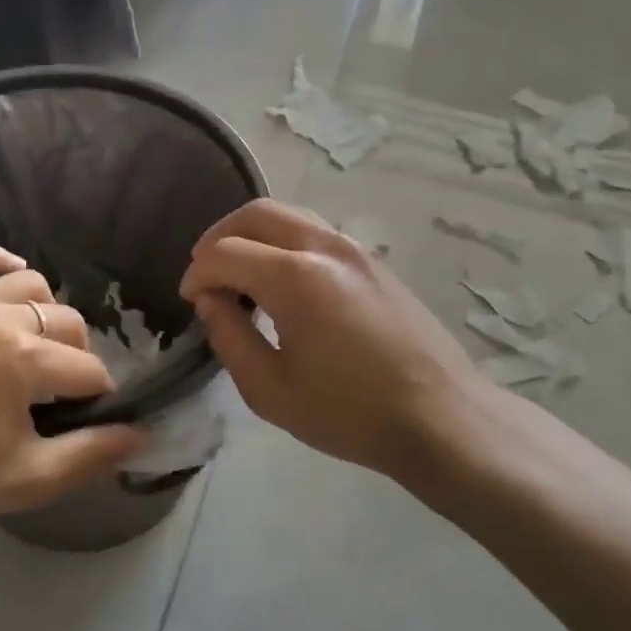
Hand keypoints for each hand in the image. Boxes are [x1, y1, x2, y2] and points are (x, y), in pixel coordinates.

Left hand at [0, 246, 143, 619]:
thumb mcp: (29, 479)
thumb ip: (91, 455)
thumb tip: (140, 434)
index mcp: (24, 361)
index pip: (89, 369)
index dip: (97, 395)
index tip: (87, 414)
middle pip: (66, 321)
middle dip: (76, 355)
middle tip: (59, 388)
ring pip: (27, 283)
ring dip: (44, 311)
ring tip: (33, 341)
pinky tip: (8, 275)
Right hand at [179, 200, 484, 478]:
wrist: (440, 417)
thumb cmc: (349, 412)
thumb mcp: (270, 390)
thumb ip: (229, 337)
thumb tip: (211, 301)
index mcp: (294, 277)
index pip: (224, 253)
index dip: (197, 274)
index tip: (190, 302)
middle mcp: (324, 246)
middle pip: (256, 213)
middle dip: (219, 237)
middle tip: (205, 274)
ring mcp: (354, 249)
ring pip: (289, 215)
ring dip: (253, 235)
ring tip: (239, 274)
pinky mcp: (374, 261)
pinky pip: (315, 231)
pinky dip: (283, 242)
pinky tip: (280, 282)